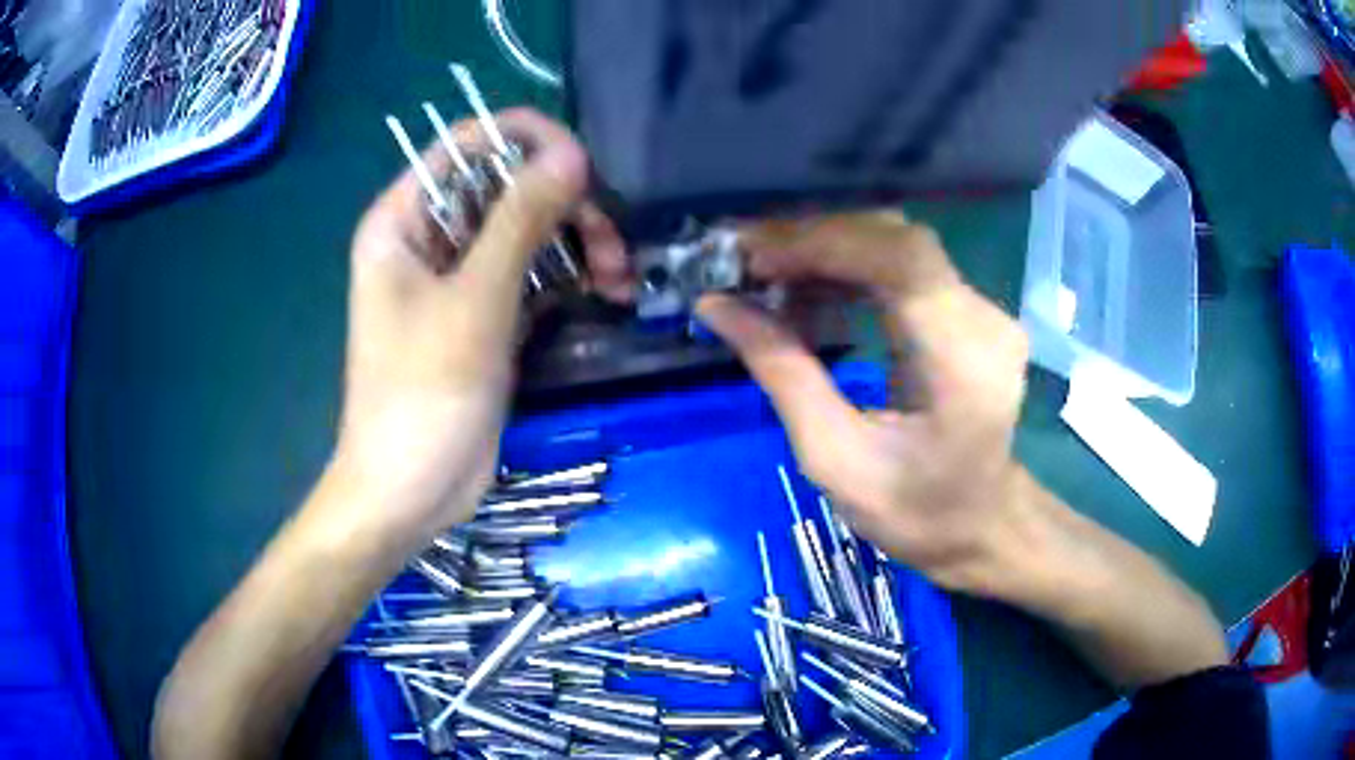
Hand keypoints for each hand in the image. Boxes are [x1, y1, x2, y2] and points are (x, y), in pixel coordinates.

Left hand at [332, 108, 589, 544]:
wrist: (410, 492)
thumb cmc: (422, 396)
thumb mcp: (474, 302)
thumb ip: (521, 221)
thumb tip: (574, 154)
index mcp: (403, 220)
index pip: (468, 145)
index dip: (527, 140)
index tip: (584, 167)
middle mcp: (429, 238)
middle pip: (506, 186)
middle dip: (564, 204)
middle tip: (613, 241)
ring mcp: (459, 277)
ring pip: (528, 229)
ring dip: (578, 243)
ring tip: (620, 277)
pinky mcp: (485, 313)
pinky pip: (533, 272)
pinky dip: (571, 278)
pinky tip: (609, 294)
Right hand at [697, 213, 1030, 590]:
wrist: (980, 525)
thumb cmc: (914, 511)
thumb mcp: (834, 458)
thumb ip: (781, 373)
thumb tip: (717, 306)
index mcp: (963, 361)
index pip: (900, 260)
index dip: (822, 243)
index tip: (752, 258)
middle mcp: (983, 319)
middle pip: (896, 241)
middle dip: (815, 240)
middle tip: (745, 261)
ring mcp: (982, 311)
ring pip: (897, 246)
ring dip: (827, 252)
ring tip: (764, 277)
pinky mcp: (969, 313)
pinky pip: (903, 269)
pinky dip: (848, 270)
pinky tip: (806, 292)